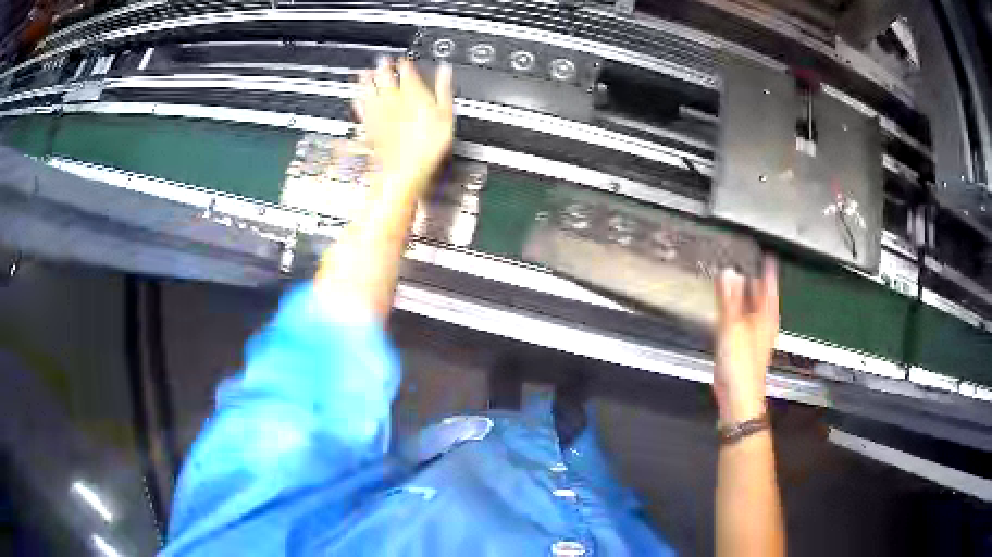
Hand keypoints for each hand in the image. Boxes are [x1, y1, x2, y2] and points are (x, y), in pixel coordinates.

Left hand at [353, 57, 454, 195]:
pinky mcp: (370, 128)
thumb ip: (444, 89)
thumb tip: (446, 70)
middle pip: (384, 78)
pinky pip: (362, 110)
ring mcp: (379, 114)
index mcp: (412, 93)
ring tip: (364, 73)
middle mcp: (392, 100)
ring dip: (366, 81)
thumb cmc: (428, 145)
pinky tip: (356, 99)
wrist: (405, 169)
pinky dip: (359, 102)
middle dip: (383, 67)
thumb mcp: (446, 114)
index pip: (407, 71)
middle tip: (381, 60)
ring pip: (369, 91)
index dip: (405, 63)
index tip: (403, 59)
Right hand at [713, 258, 778, 423]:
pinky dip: (734, 310)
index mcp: (767, 316)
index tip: (766, 254)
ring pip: (750, 308)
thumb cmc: (742, 363)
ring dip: (742, 295)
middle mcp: (763, 323)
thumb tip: (728, 272)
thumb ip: (728, 299)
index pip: (769, 285)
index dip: (768, 269)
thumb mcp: (733, 326)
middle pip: (761, 296)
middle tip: (746, 262)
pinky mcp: (742, 346)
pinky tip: (726, 309)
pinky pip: (740, 320)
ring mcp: (753, 335)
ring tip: (734, 280)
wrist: (738, 397)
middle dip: (754, 280)